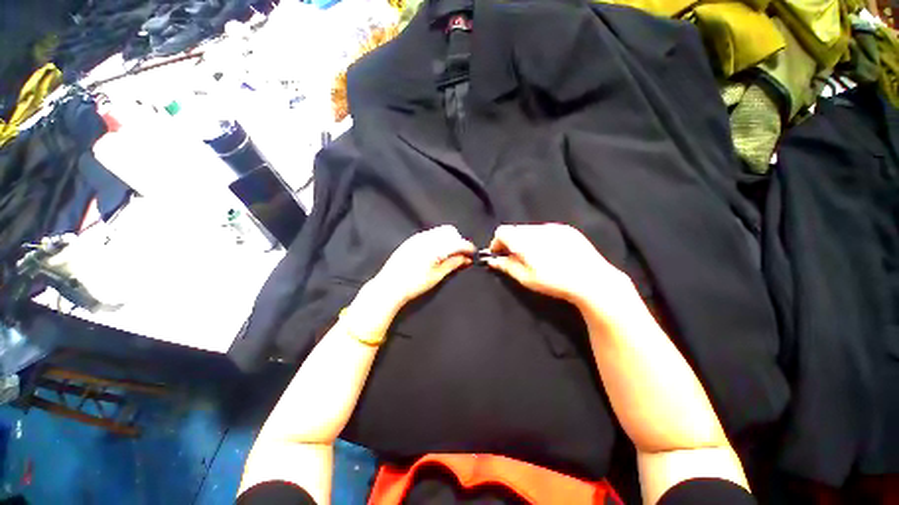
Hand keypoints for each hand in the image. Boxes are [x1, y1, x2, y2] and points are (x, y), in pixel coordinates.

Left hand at [370, 225, 475, 309]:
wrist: (389, 286)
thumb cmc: (413, 284)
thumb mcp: (436, 276)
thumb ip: (452, 264)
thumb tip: (465, 258)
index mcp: (435, 247)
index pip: (457, 242)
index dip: (468, 247)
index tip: (472, 254)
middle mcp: (426, 238)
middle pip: (450, 232)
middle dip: (458, 241)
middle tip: (460, 256)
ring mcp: (417, 238)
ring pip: (439, 232)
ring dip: (448, 240)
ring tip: (448, 256)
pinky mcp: (411, 240)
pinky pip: (429, 235)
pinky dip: (437, 241)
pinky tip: (435, 254)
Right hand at [485, 224, 633, 308]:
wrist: (592, 281)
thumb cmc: (554, 282)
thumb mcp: (526, 278)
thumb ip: (506, 266)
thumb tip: (493, 260)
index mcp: (524, 240)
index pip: (502, 231)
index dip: (497, 243)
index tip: (499, 255)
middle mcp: (537, 229)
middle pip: (515, 229)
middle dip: (511, 242)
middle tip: (516, 258)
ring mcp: (553, 227)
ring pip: (530, 229)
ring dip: (526, 240)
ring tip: (535, 257)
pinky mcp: (567, 230)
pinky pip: (547, 230)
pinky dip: (542, 239)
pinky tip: (551, 253)